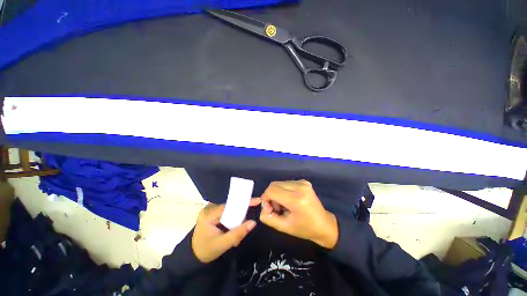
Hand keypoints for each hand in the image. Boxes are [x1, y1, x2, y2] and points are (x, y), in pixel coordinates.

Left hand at [192, 198, 259, 262]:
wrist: (194, 256)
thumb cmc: (206, 251)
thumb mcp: (222, 244)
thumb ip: (238, 234)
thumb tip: (253, 222)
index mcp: (209, 214)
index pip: (230, 205)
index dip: (244, 202)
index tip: (257, 200)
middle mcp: (209, 208)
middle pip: (231, 206)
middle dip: (241, 213)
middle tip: (248, 222)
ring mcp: (211, 209)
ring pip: (230, 209)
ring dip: (237, 217)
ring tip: (240, 230)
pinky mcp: (213, 212)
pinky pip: (227, 212)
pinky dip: (233, 218)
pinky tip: (233, 228)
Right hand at [260, 180, 337, 248]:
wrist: (324, 225)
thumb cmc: (304, 229)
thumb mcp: (284, 227)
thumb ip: (268, 217)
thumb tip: (264, 205)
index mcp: (296, 199)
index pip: (271, 190)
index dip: (265, 198)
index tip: (269, 209)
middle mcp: (299, 187)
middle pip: (274, 185)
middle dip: (271, 196)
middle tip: (276, 208)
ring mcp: (302, 182)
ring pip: (279, 183)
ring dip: (277, 193)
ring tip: (284, 205)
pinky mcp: (304, 181)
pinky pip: (286, 183)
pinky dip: (283, 191)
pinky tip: (289, 200)